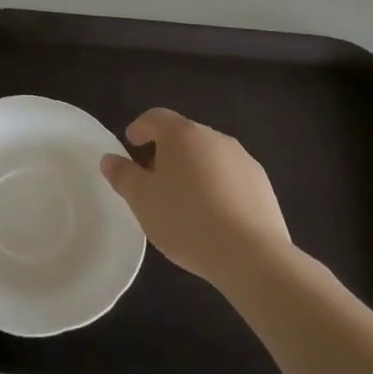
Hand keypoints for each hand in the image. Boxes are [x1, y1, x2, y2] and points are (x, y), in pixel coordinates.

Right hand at [101, 108, 290, 294]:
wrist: (251, 256)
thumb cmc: (186, 220)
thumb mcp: (142, 200)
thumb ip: (123, 175)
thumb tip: (109, 159)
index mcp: (182, 134)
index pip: (156, 117)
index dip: (140, 128)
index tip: (131, 144)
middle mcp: (214, 138)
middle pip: (184, 135)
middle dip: (166, 151)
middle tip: (153, 178)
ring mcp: (243, 160)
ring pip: (209, 156)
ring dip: (193, 169)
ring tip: (184, 201)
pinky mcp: (262, 185)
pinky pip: (230, 177)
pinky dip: (217, 187)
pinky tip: (213, 216)